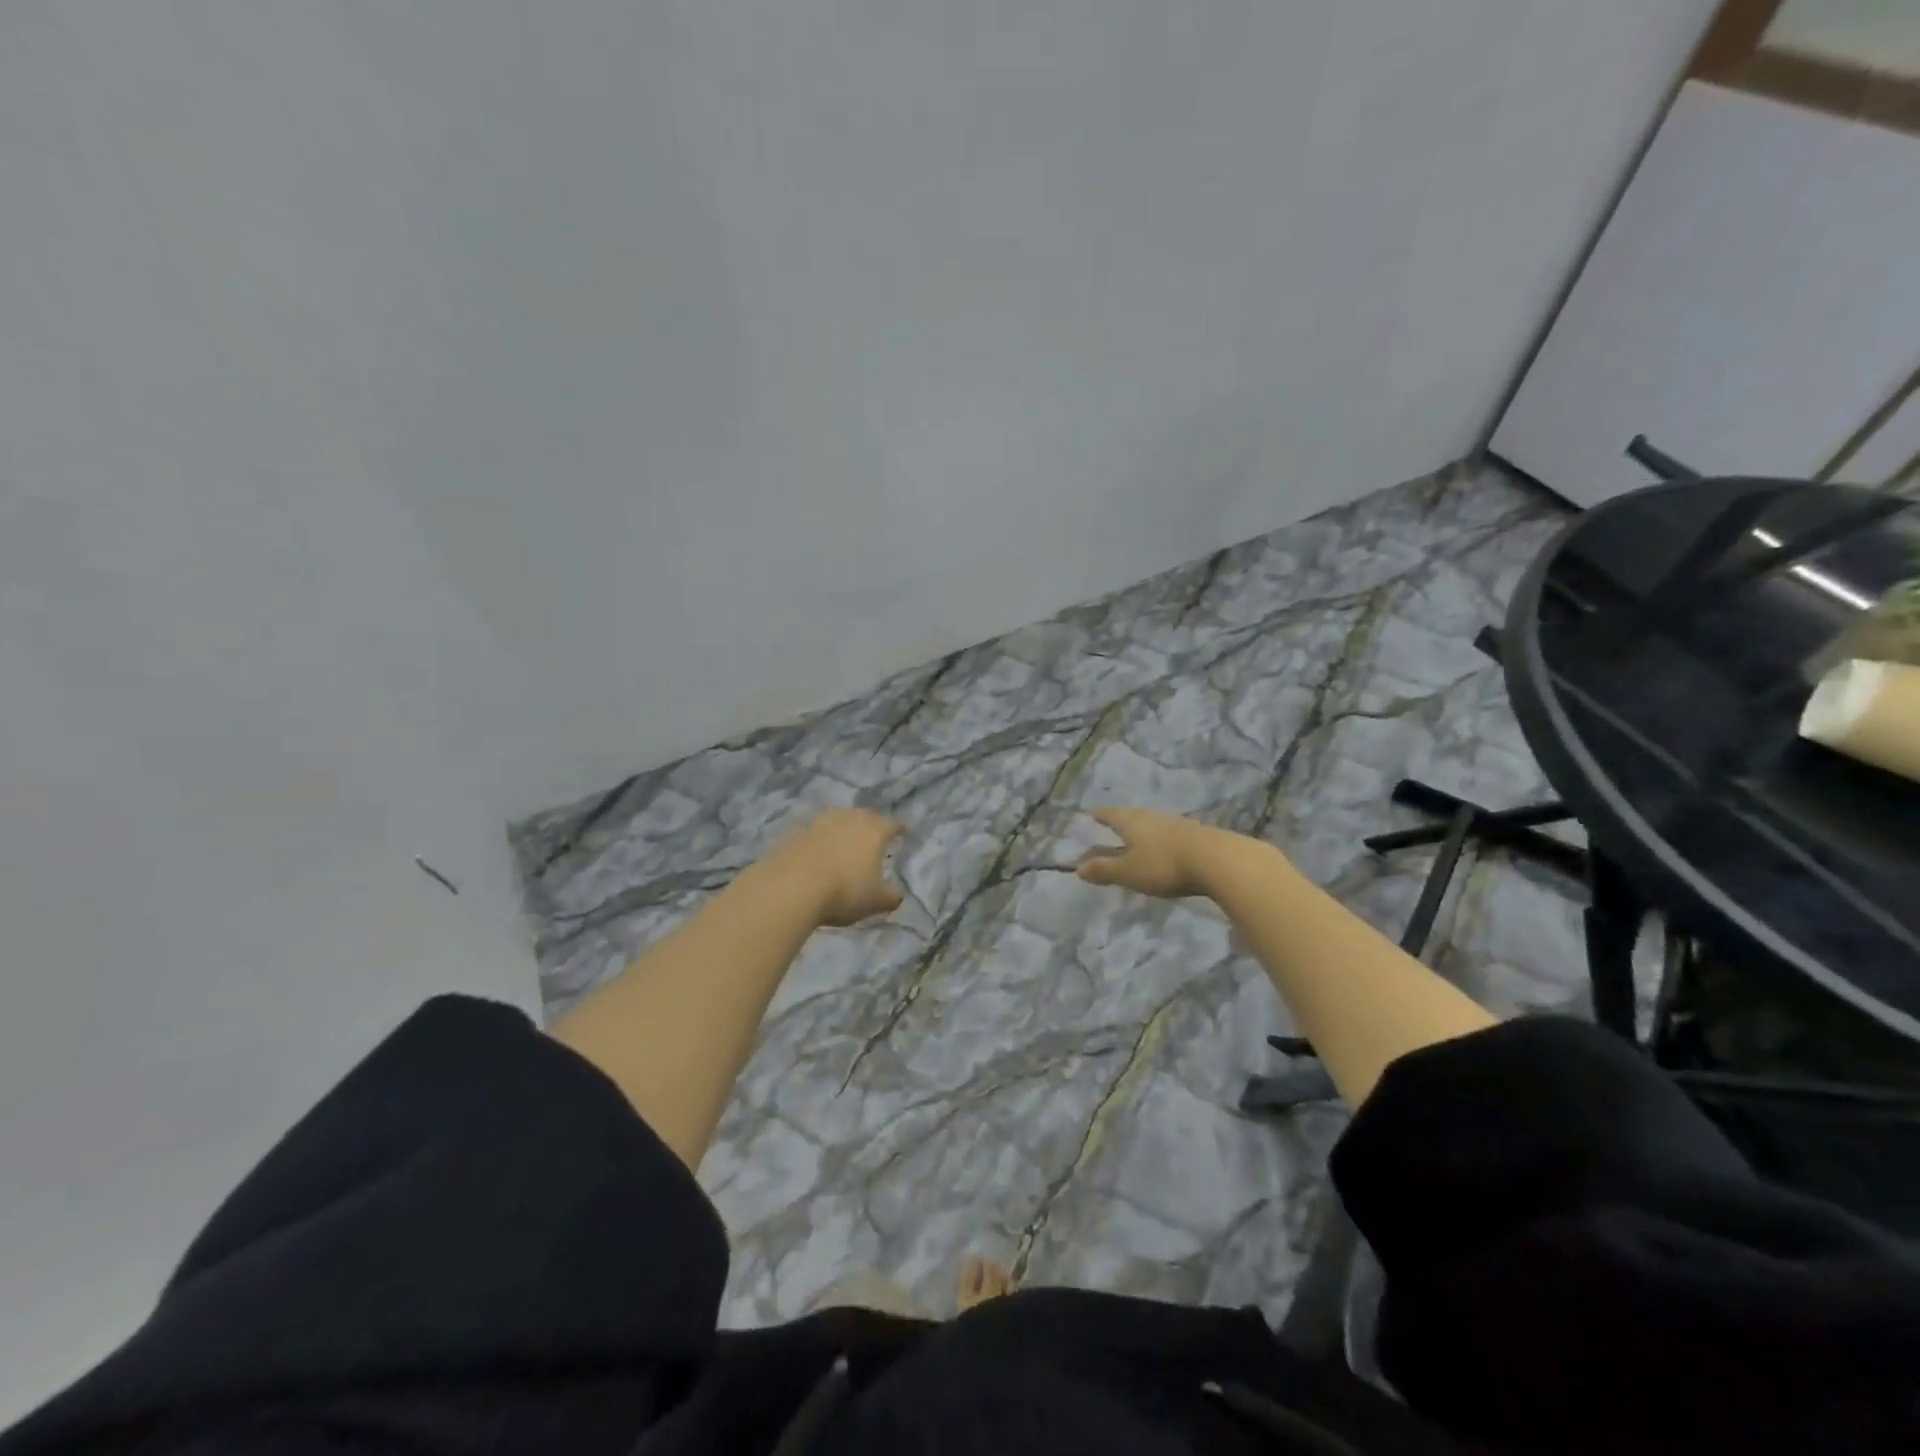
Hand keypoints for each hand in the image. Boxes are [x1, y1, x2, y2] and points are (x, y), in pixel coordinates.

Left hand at [766, 808, 904, 926]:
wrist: (791, 887)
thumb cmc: (843, 891)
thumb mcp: (874, 901)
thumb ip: (890, 896)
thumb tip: (897, 894)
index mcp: (873, 831)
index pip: (891, 824)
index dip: (899, 828)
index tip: (903, 831)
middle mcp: (847, 820)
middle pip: (863, 815)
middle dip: (870, 823)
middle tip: (873, 833)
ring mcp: (819, 823)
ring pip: (836, 818)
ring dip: (842, 827)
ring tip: (843, 839)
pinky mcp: (794, 833)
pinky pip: (812, 832)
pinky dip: (818, 839)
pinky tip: (816, 851)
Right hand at [1075, 807, 1230, 899]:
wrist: (1218, 860)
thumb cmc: (1164, 864)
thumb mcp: (1129, 872)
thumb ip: (1104, 870)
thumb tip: (1077, 868)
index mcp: (1131, 821)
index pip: (1109, 814)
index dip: (1099, 815)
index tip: (1091, 815)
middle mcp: (1151, 817)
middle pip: (1131, 817)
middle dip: (1120, 822)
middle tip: (1111, 827)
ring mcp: (1175, 824)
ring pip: (1151, 825)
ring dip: (1141, 832)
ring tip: (1136, 840)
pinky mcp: (1194, 835)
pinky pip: (1168, 835)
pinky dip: (1159, 841)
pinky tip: (1163, 850)